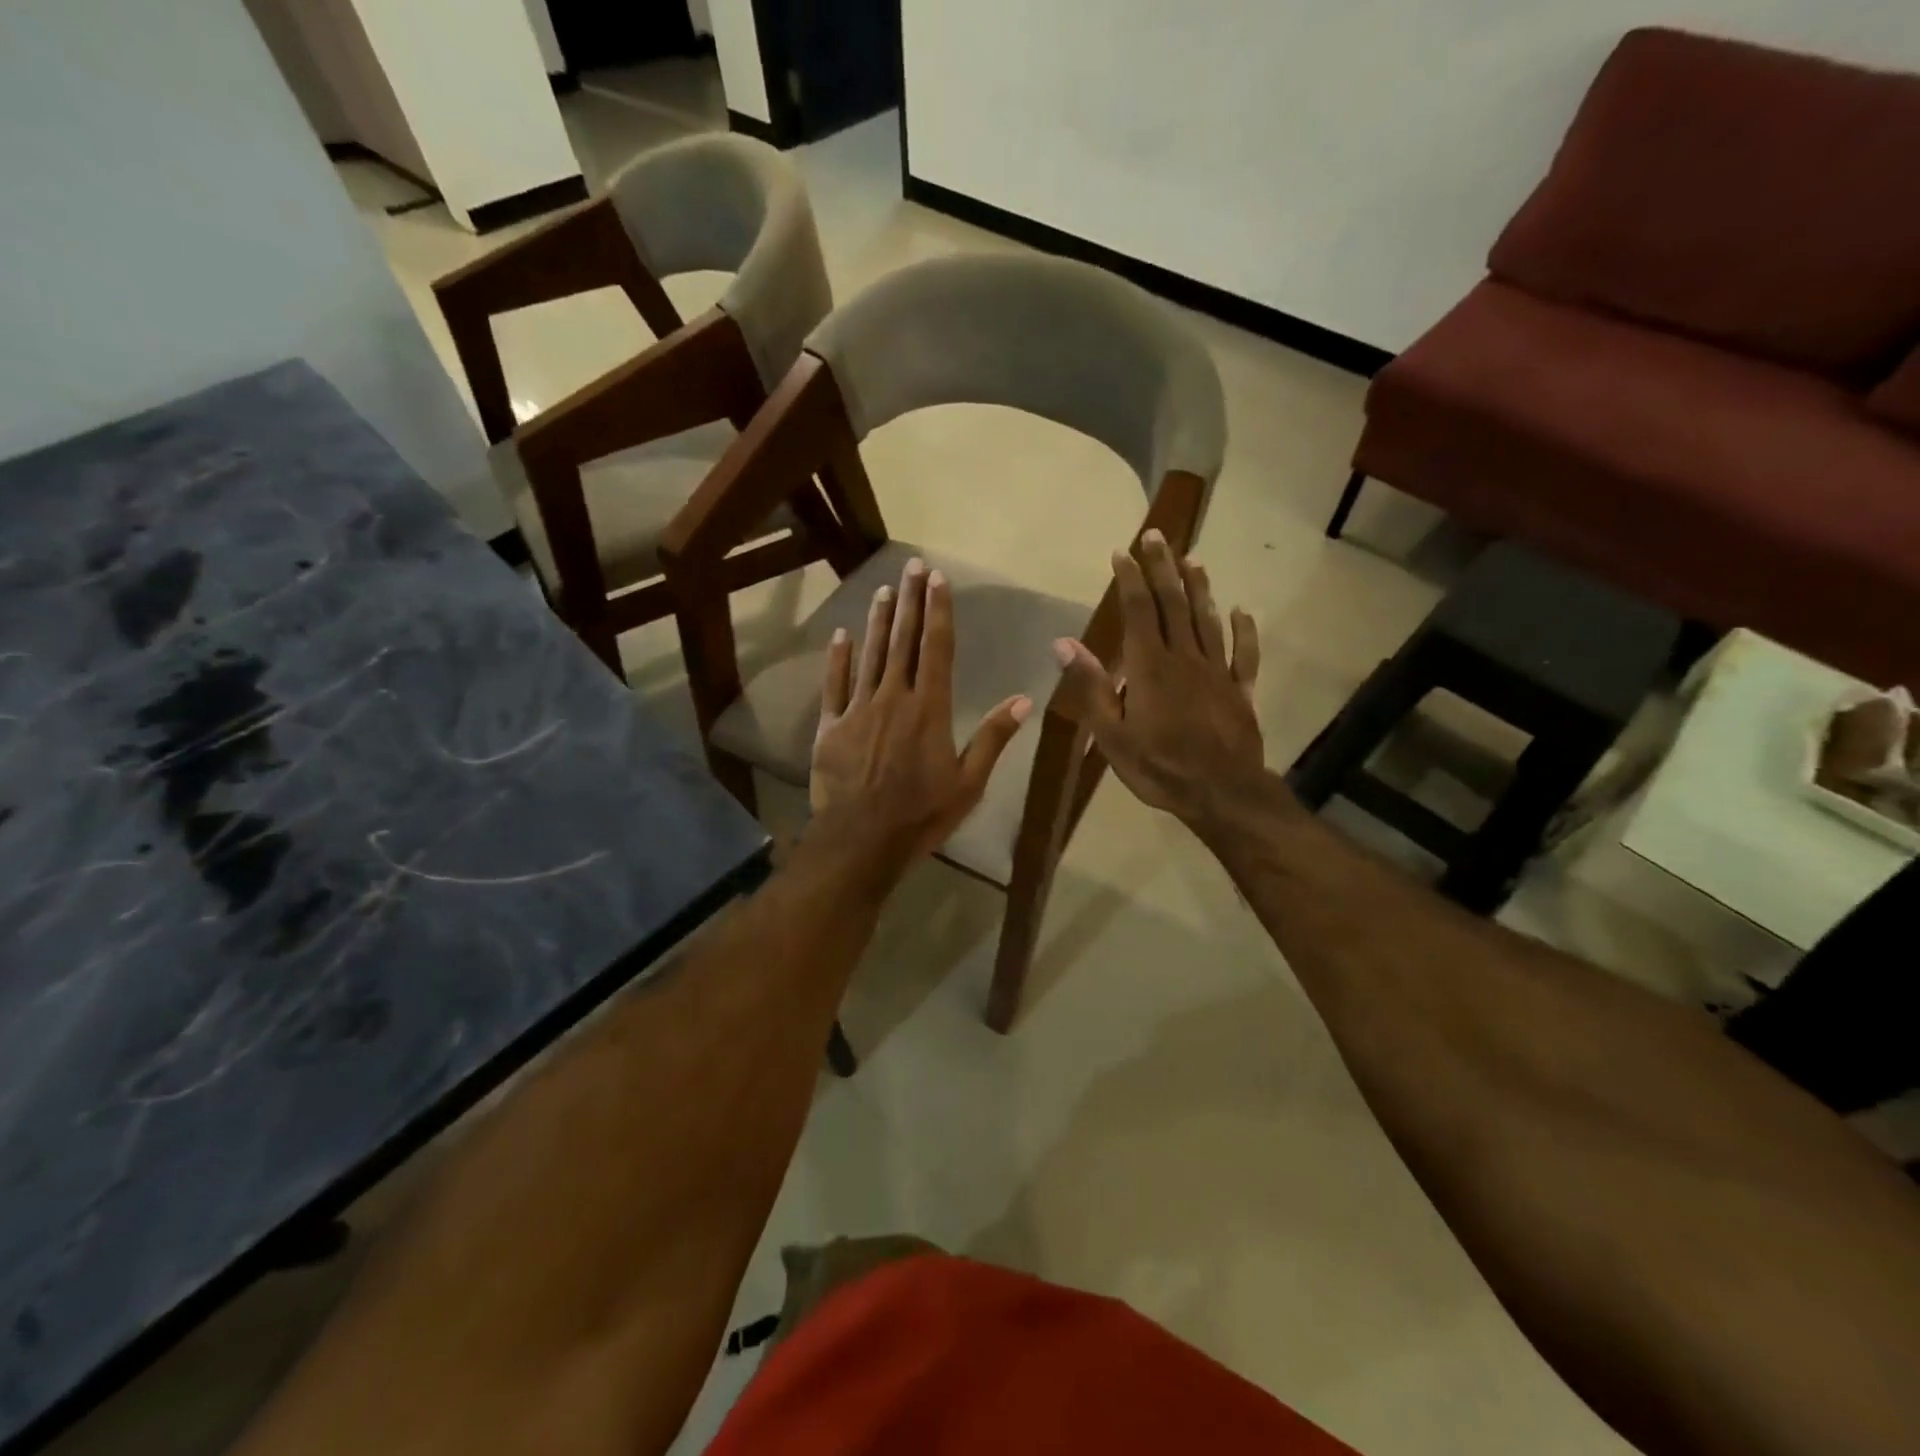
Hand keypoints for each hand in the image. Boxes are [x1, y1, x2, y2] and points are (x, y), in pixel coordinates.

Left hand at [810, 556, 1031, 863]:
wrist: (862, 839)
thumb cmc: (921, 814)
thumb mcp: (968, 782)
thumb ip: (992, 738)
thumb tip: (1024, 700)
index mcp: (930, 708)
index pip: (937, 648)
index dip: (938, 611)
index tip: (937, 579)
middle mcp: (894, 698)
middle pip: (904, 641)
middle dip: (911, 602)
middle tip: (912, 566)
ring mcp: (858, 709)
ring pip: (870, 655)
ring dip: (879, 621)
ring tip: (884, 590)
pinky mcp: (831, 726)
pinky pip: (834, 684)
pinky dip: (838, 658)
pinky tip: (841, 635)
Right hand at [1052, 531, 1264, 826]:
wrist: (1221, 793)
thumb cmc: (1158, 767)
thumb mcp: (1111, 735)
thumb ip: (1091, 687)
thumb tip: (1064, 643)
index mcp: (1150, 667)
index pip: (1139, 610)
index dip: (1131, 578)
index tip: (1123, 551)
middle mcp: (1185, 658)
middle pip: (1174, 604)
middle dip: (1163, 567)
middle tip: (1158, 535)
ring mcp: (1217, 672)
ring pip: (1208, 620)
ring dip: (1199, 588)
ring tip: (1193, 559)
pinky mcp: (1240, 691)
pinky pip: (1244, 654)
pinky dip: (1244, 630)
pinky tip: (1241, 611)